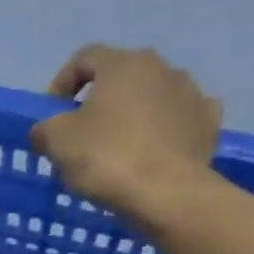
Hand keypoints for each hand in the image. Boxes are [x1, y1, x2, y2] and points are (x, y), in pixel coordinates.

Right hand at [30, 45, 223, 220]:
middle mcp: (163, 68)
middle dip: (99, 98)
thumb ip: (44, 127)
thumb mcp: (55, 140)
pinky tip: (154, 148)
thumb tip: (45, 130)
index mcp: (124, 64)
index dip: (62, 82)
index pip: (85, 58)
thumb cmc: (106, 157)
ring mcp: (192, 95)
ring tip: (117, 145)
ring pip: (152, 96)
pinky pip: (180, 118)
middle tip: (82, 130)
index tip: (51, 112)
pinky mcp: (209, 124)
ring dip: (133, 112)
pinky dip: (165, 128)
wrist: (166, 194)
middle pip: (121, 76)